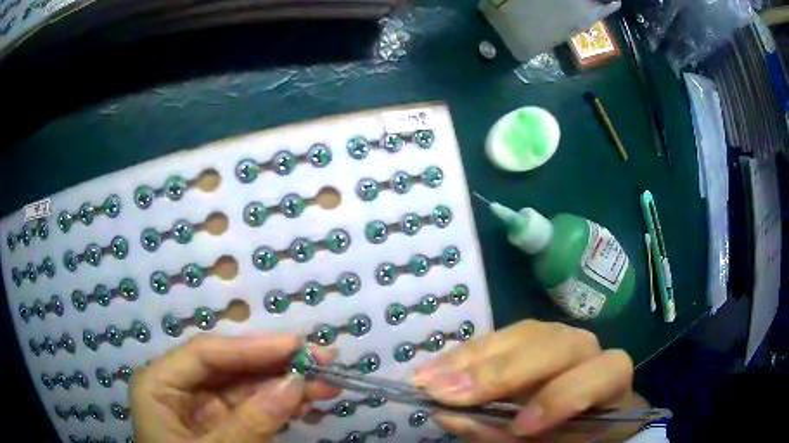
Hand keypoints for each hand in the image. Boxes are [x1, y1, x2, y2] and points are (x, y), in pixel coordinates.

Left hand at [129, 334, 339, 442]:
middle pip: (229, 366)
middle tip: (322, 358)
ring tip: (326, 382)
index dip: (252, 347)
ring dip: (285, 385)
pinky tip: (305, 403)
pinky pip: (251, 408)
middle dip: (275, 364)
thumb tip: (296, 383)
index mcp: (157, 384)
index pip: (205, 354)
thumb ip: (251, 422)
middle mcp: (177, 387)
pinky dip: (279, 406)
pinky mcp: (220, 423)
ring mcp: (200, 406)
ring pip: (245, 386)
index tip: (297, 344)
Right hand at [412, 320, 639, 441]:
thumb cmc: (571, 436)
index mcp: (610, 381)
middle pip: (556, 344)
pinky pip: (498, 337)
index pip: (602, 374)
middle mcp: (588, 350)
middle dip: (500, 371)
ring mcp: (558, 336)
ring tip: (427, 379)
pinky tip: (434, 367)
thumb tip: (453, 417)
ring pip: (522, 334)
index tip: (519, 425)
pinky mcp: (530, 336)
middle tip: (447, 391)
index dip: (564, 396)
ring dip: (470, 358)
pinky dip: (463, 354)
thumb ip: (507, 436)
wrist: (580, 416)